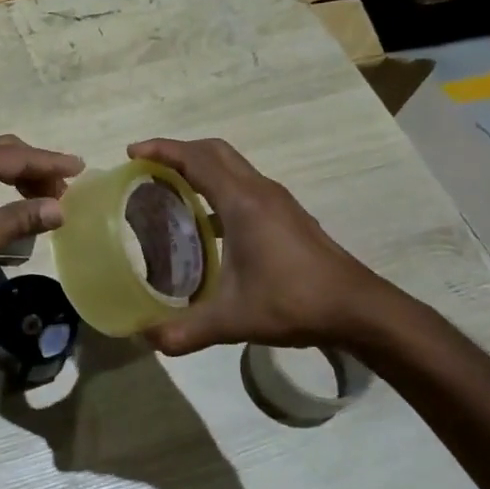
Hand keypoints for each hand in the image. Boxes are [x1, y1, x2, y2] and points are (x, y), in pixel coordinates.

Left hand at [0, 136, 84, 305]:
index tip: (81, 167)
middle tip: (63, 189)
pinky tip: (4, 219)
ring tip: (40, 205)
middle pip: (3, 155)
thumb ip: (20, 220)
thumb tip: (59, 208)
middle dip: (34, 170)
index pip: (17, 156)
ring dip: (16, 183)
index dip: (51, 163)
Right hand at [128, 137, 392, 354]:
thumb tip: (146, 338)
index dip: (162, 150)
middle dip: (177, 150)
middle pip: (214, 151)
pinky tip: (205, 221)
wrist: (357, 308)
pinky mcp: (286, 214)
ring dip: (200, 166)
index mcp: (243, 203)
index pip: (196, 159)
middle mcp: (259, 191)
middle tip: (147, 166)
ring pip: (231, 165)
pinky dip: (217, 186)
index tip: (132, 153)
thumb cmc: (294, 302)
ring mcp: (277, 201)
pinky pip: (242, 184)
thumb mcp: (233, 319)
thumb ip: (185, 330)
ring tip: (170, 188)